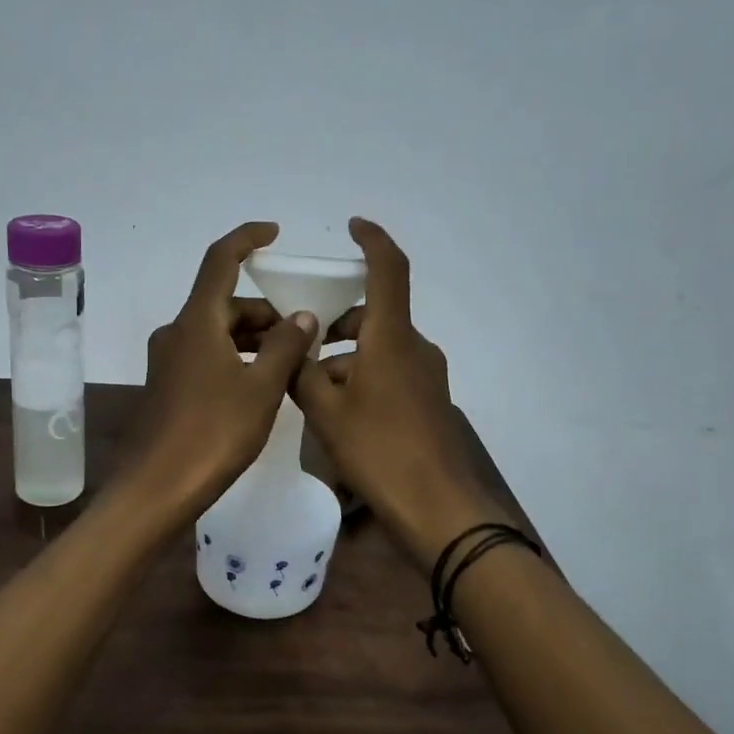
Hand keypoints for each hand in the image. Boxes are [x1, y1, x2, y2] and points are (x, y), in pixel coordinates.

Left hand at [123, 222, 318, 515]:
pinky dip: (234, 358)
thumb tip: (302, 316)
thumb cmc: (213, 433)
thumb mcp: (261, 388)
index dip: (246, 239)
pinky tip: (259, 386)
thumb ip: (285, 346)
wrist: (157, 488)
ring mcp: (168, 361)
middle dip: (265, 312)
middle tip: (303, 335)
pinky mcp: (167, 386)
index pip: (220, 261)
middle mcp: (177, 332)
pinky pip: (206, 356)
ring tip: (289, 364)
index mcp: (197, 322)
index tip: (274, 232)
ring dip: (252, 339)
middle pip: (224, 302)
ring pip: (216, 332)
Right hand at [291, 219, 501, 564]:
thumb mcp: (326, 412)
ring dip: (347, 361)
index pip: (388, 270)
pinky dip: (364, 380)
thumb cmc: (378, 450)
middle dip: (337, 329)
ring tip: (313, 397)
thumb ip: (303, 375)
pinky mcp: (430, 401)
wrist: (437, 507)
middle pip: (374, 318)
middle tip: (301, 353)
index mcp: (392, 337)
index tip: (353, 226)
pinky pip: (392, 374)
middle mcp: (415, 347)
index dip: (372, 241)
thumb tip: (297, 351)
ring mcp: (427, 375)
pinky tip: (341, 417)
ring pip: (379, 350)